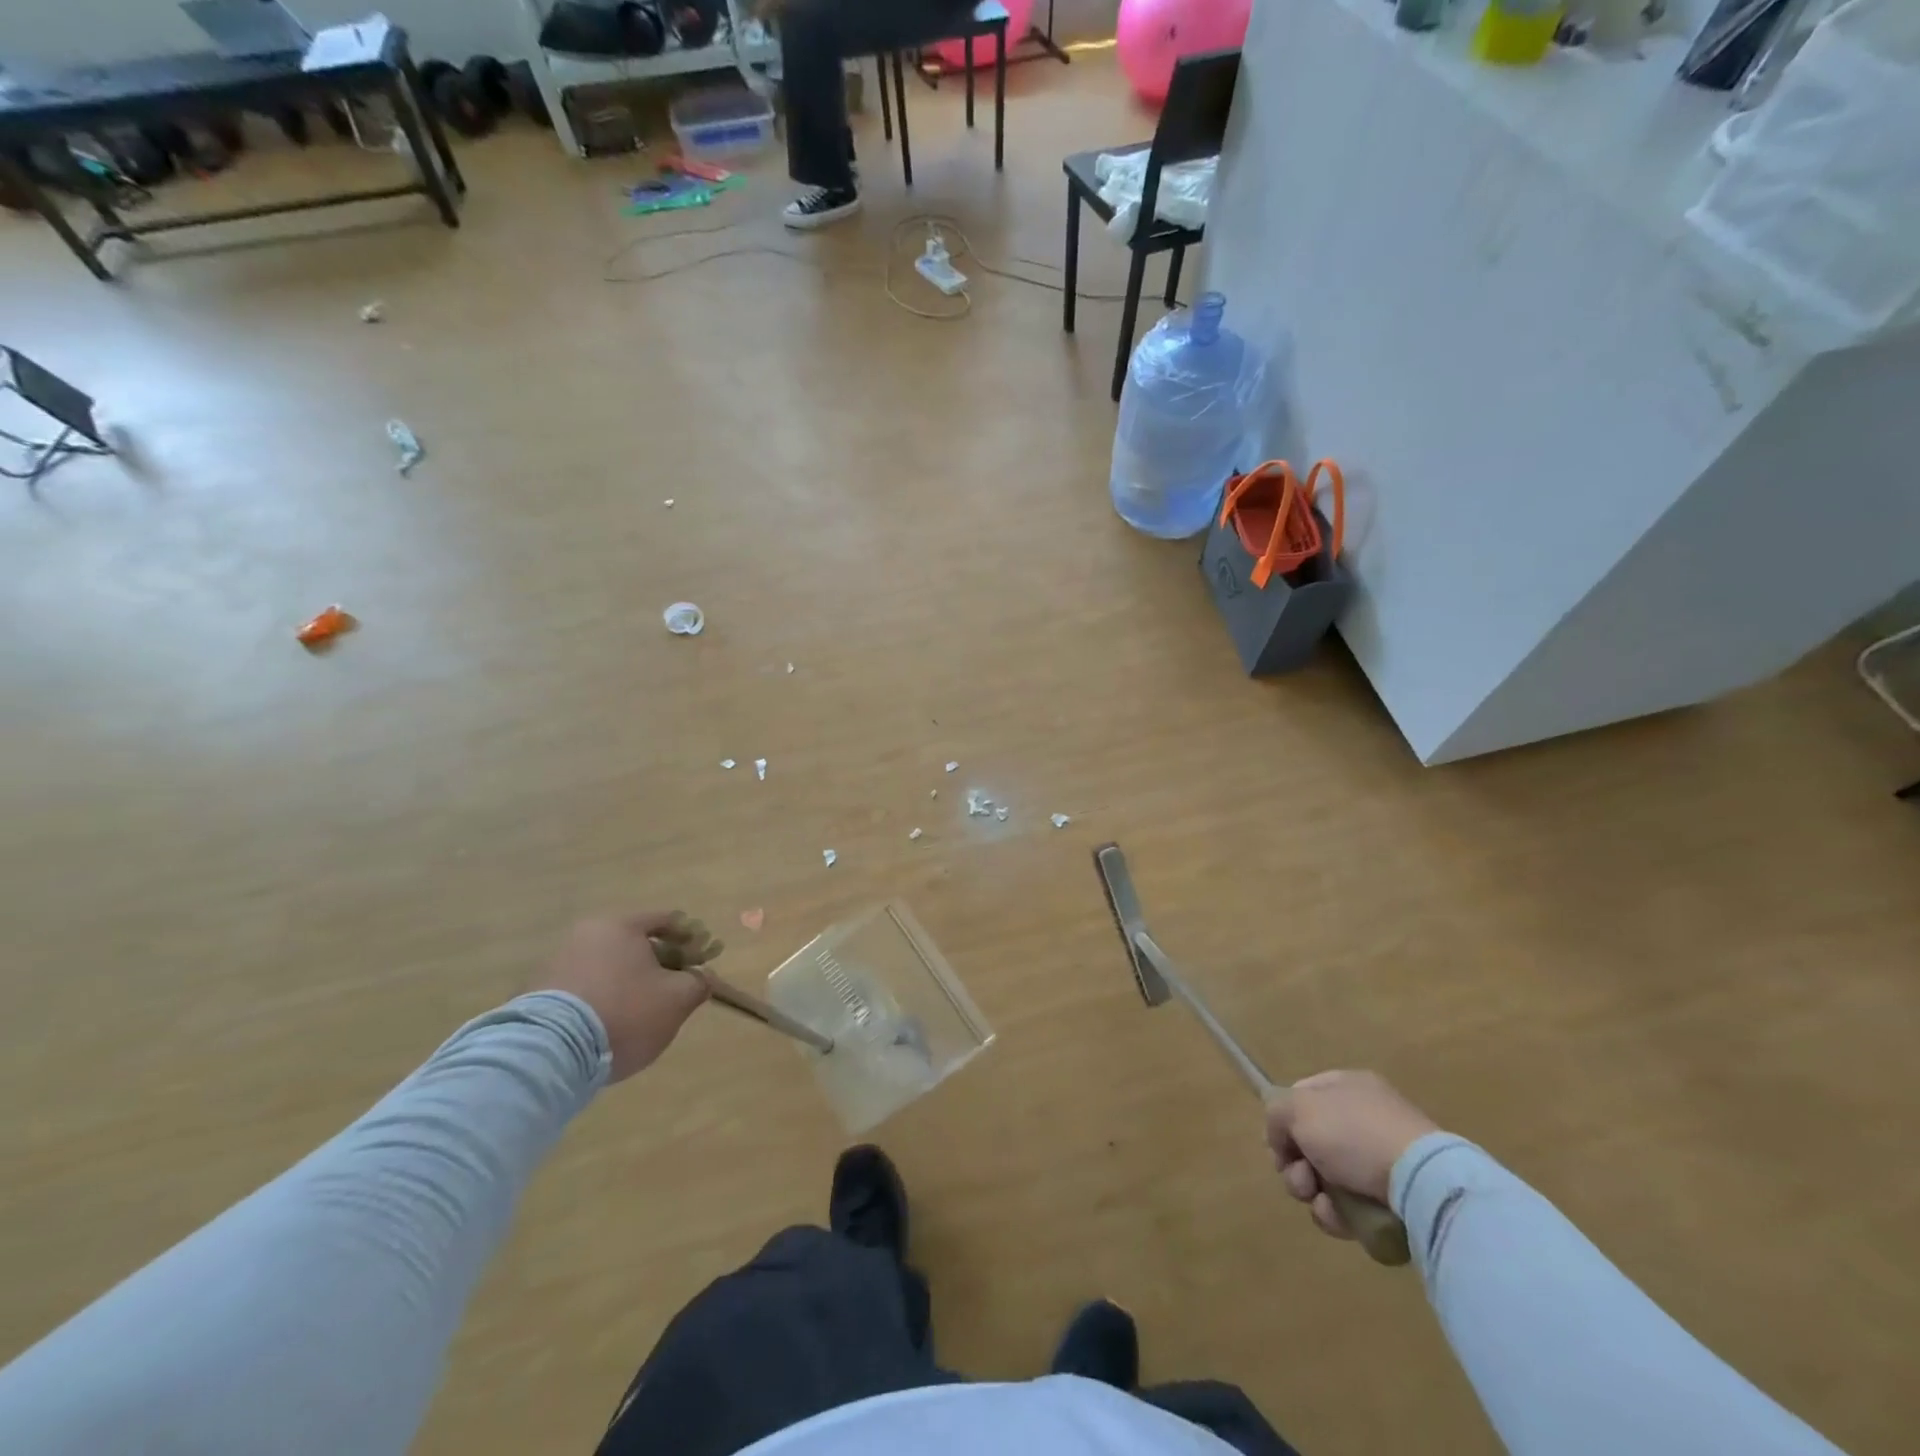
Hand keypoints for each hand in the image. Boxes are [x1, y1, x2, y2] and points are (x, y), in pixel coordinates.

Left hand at [533, 913, 711, 1080]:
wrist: (549, 1054)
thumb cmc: (625, 1013)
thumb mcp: (677, 1000)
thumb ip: (698, 983)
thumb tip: (703, 977)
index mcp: (621, 926)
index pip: (665, 920)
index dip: (690, 938)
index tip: (702, 959)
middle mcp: (586, 934)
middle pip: (634, 942)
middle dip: (658, 962)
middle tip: (675, 987)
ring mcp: (557, 962)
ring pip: (607, 965)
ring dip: (628, 981)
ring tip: (642, 1011)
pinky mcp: (537, 993)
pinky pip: (583, 987)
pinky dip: (601, 997)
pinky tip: (609, 1023)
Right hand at [1265, 1070, 1437, 1239]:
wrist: (1422, 1184)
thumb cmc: (1354, 1134)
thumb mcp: (1298, 1109)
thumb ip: (1276, 1114)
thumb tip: (1280, 1139)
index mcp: (1346, 1086)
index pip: (1300, 1097)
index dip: (1282, 1122)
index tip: (1278, 1146)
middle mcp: (1365, 1117)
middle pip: (1311, 1142)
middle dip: (1296, 1165)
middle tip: (1301, 1179)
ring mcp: (1383, 1158)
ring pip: (1328, 1178)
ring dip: (1314, 1193)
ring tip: (1321, 1202)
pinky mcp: (1396, 1198)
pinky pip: (1353, 1204)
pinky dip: (1340, 1214)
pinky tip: (1340, 1218)